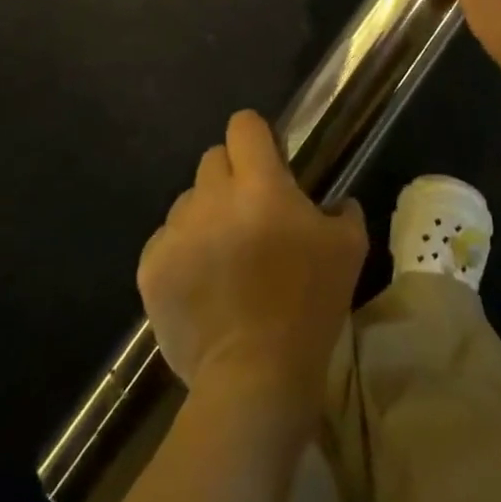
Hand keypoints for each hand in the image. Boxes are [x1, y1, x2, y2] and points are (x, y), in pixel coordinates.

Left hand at [138, 111, 366, 413]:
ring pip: (188, 201)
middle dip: (232, 176)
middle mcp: (212, 196)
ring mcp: (176, 232)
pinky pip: (165, 241)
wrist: (255, 376)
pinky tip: (201, 282)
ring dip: (206, 215)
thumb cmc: (309, 305)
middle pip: (213, 159)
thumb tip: (335, 203)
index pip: (244, 125)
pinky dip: (182, 252)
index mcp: (260, 183)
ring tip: (224, 254)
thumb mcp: (349, 249)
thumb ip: (344, 210)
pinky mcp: (151, 269)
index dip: (257, 137)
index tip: (270, 160)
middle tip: (251, 213)